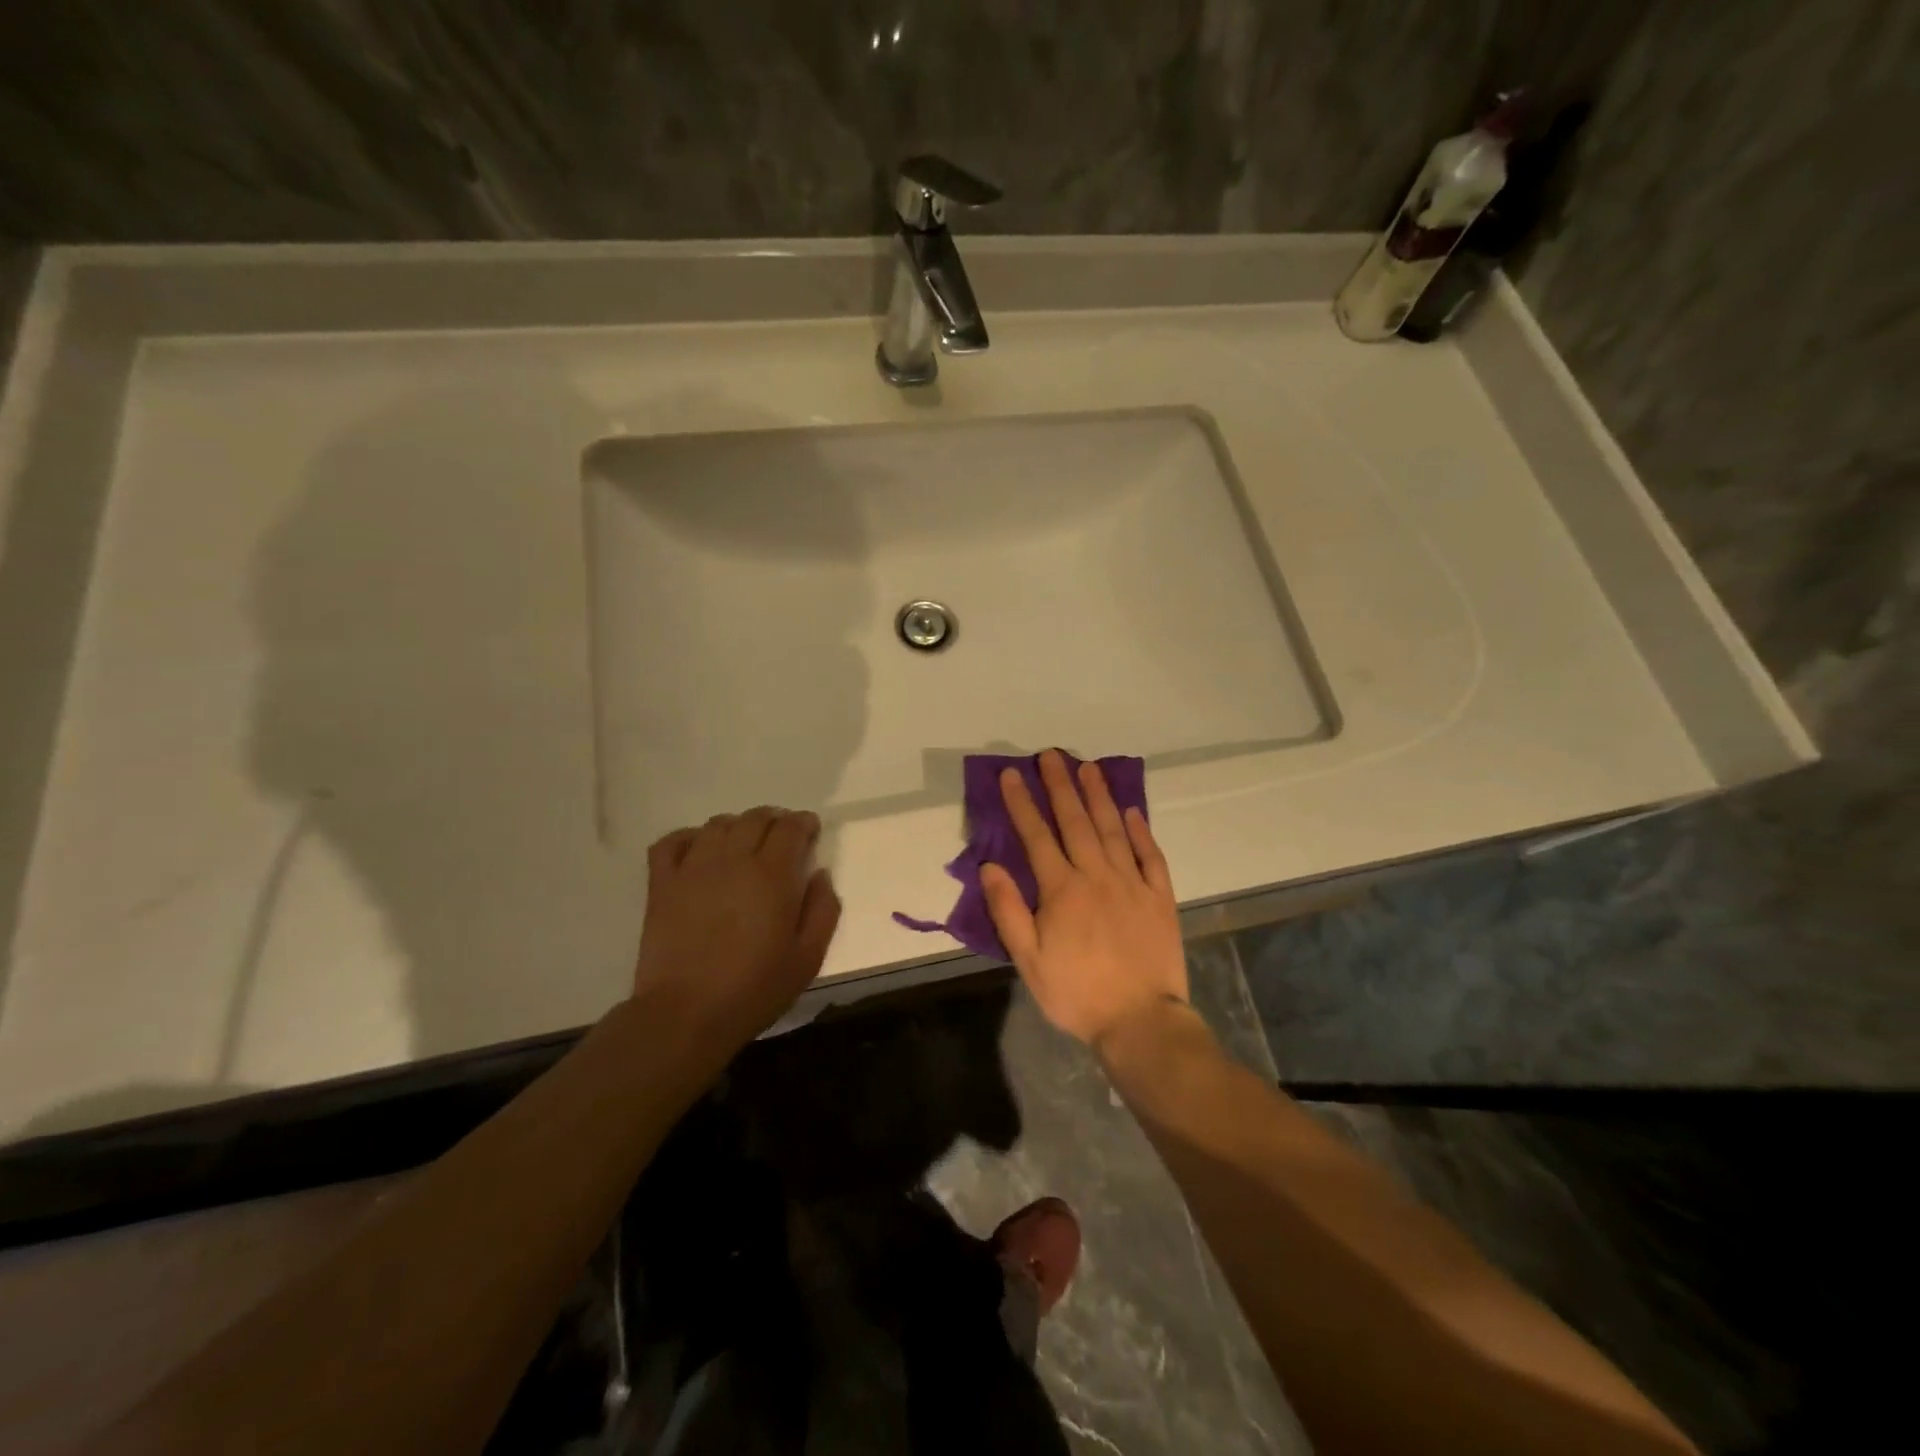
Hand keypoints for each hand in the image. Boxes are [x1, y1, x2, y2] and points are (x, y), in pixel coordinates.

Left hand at [634, 807, 840, 1048]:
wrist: (685, 1014)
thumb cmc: (754, 989)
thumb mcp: (808, 958)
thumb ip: (823, 910)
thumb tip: (820, 874)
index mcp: (773, 874)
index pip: (791, 827)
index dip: (804, 823)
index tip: (810, 832)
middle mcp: (733, 859)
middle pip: (756, 818)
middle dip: (775, 821)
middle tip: (782, 838)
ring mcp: (693, 867)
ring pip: (718, 824)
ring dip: (738, 826)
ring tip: (744, 844)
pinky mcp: (662, 883)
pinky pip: (672, 841)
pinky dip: (689, 837)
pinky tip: (699, 851)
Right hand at [980, 750, 1187, 1049]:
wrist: (1140, 1021)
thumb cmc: (1077, 993)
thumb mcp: (1029, 960)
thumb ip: (1008, 910)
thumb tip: (989, 866)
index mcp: (1062, 889)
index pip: (1037, 835)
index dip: (1023, 802)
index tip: (1012, 774)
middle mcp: (1097, 875)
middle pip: (1076, 821)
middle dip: (1061, 785)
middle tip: (1052, 754)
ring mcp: (1132, 883)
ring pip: (1113, 829)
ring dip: (1099, 796)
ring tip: (1089, 767)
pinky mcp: (1160, 897)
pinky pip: (1150, 856)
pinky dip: (1140, 831)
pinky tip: (1132, 811)